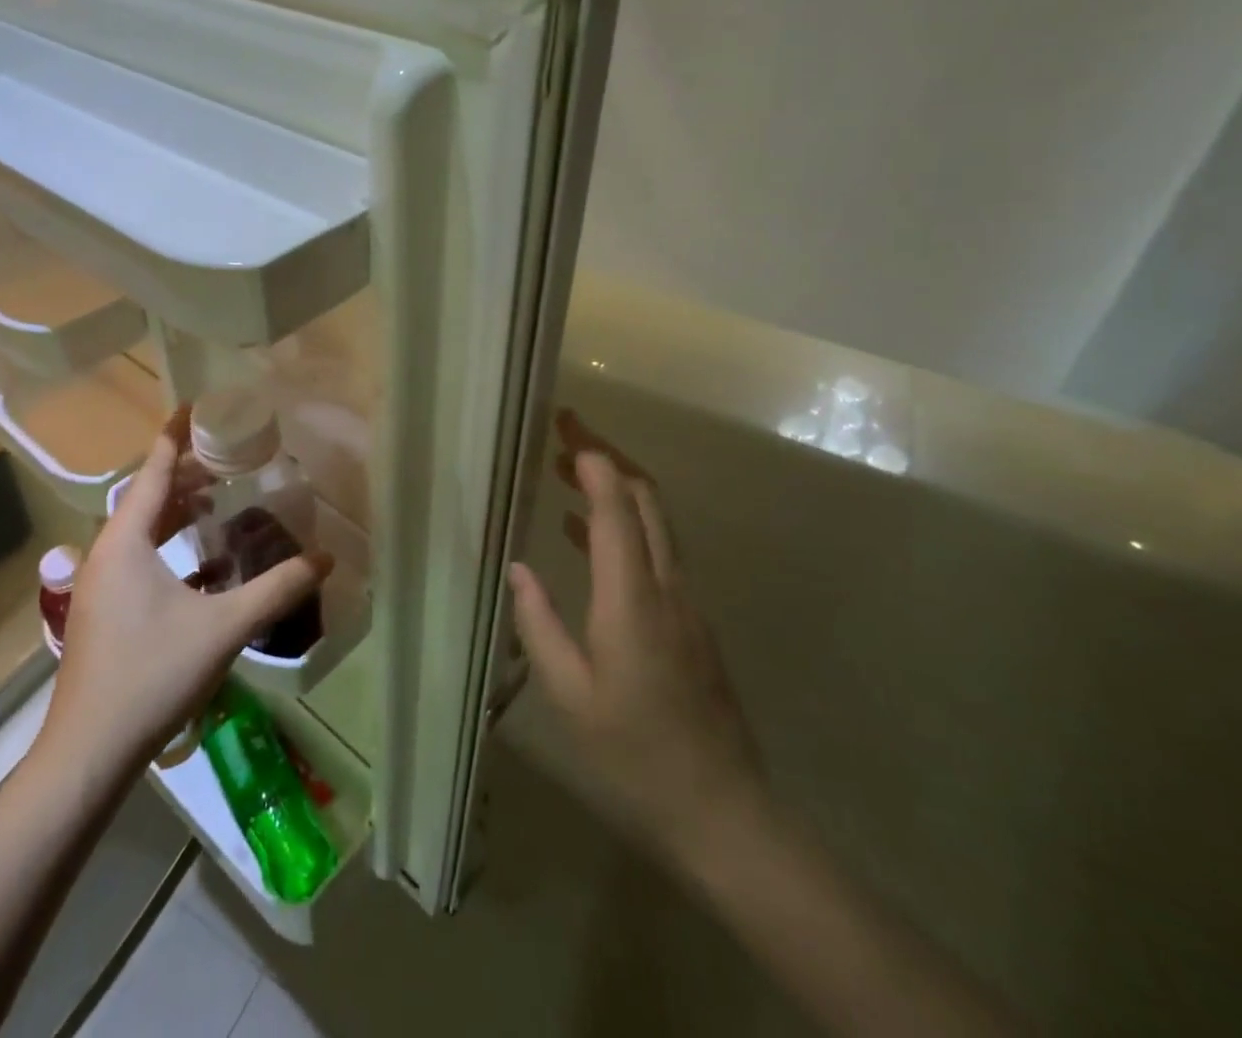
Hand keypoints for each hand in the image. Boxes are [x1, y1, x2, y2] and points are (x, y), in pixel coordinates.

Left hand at [42, 406, 331, 772]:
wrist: (89, 753)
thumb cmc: (152, 675)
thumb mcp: (222, 628)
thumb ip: (276, 590)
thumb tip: (326, 559)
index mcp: (126, 542)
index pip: (153, 471)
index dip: (174, 436)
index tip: (194, 406)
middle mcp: (107, 554)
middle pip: (148, 498)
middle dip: (185, 474)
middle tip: (227, 457)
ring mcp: (101, 586)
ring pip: (142, 531)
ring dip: (178, 513)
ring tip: (218, 500)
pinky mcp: (104, 613)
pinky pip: (140, 561)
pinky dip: (171, 550)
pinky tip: (205, 567)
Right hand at [508, 410, 765, 878]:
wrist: (722, 809)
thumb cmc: (634, 753)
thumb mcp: (570, 695)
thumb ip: (540, 625)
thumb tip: (518, 569)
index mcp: (632, 599)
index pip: (617, 510)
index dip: (595, 464)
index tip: (566, 432)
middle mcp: (667, 586)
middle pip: (646, 500)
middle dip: (608, 458)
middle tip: (566, 433)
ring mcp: (687, 602)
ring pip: (656, 521)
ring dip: (616, 487)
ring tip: (568, 470)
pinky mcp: (692, 620)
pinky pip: (658, 551)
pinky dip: (625, 525)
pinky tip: (584, 535)